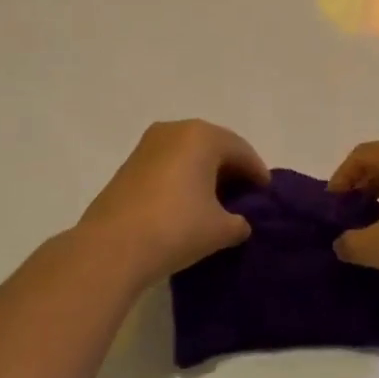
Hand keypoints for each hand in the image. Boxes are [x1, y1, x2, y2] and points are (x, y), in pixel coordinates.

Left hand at [73, 120, 269, 287]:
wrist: (111, 247)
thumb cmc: (176, 228)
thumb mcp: (220, 229)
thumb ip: (238, 222)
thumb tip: (238, 223)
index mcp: (202, 136)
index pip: (241, 150)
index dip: (257, 173)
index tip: (267, 195)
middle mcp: (175, 130)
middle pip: (214, 146)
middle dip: (231, 169)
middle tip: (245, 196)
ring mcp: (148, 145)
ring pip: (188, 154)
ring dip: (205, 173)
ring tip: (217, 202)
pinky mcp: (129, 165)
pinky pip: (168, 164)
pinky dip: (183, 178)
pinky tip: (188, 204)